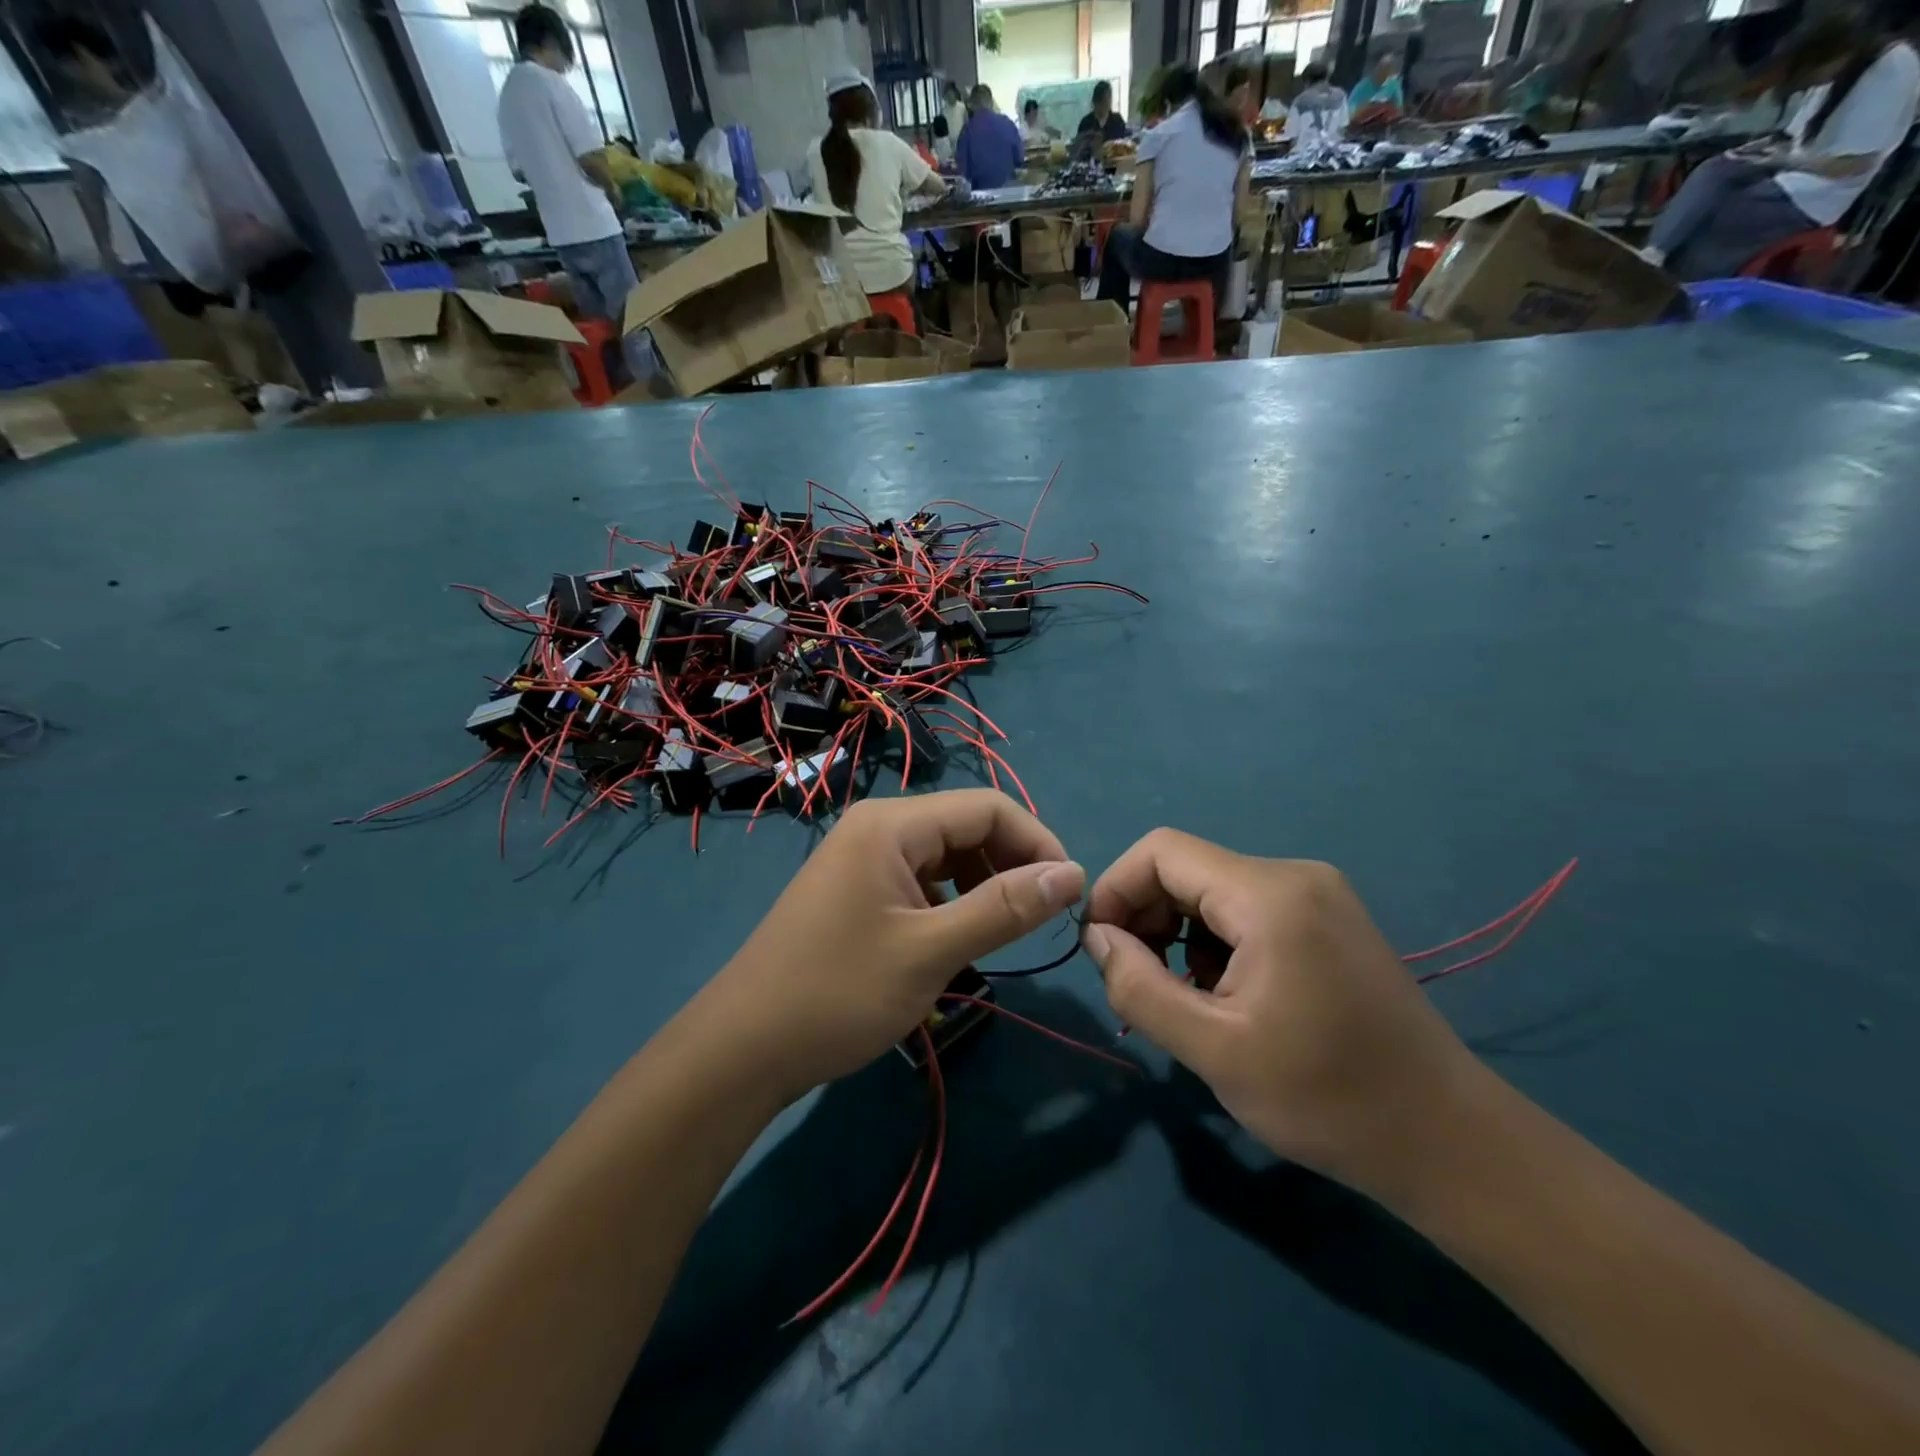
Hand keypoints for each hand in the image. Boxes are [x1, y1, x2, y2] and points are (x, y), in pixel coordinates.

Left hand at [700, 790, 1083, 1102]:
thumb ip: (1005, 908)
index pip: (989, 808)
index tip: (1070, 895)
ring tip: (1004, 934)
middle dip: (1012, 866)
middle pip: (967, 828)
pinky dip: (952, 904)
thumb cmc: (838, 993)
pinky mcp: (857, 891)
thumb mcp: (931, 952)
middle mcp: (878, 827)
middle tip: (1041, 922)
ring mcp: (864, 859)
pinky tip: (958, 942)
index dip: (1038, 843)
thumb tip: (1073, 874)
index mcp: (892, 824)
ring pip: (946, 856)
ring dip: (984, 887)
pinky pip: (921, 882)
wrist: (744, 1048)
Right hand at [1082, 830, 1475, 1195]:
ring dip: (1179, 935)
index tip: (1100, 949)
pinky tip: (1228, 996)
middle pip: (1186, 868)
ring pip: (1213, 891)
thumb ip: (1138, 986)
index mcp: (1269, 895)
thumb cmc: (1326, 1098)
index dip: (1116, 889)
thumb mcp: (1213, 1049)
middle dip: (1146, 917)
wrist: (1447, 1142)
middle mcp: (1294, 875)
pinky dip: (1216, 943)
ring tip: (1186, 999)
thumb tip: (1097, 938)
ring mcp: (1318, 895)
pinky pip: (1247, 910)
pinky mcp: (1328, 919)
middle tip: (1138, 982)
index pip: (1161, 852)